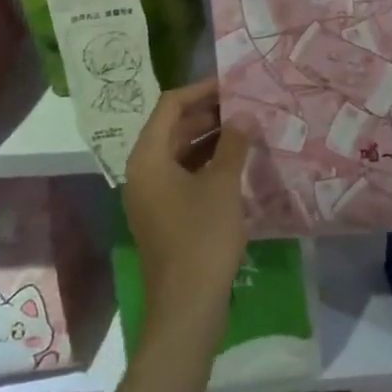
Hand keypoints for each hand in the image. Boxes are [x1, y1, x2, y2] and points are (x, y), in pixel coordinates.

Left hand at [122, 78, 252, 342]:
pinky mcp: (165, 215)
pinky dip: (208, 163)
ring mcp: (153, 195)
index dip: (201, 90)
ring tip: (248, 129)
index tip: (233, 84)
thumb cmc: (201, 238)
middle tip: (247, 105)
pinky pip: (185, 175)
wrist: (186, 307)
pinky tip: (238, 162)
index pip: (170, 106)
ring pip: (181, 152)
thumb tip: (244, 115)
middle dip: (209, 114)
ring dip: (211, 138)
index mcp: (148, 158)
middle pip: (174, 128)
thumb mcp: (222, 185)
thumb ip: (233, 144)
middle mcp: (143, 171)